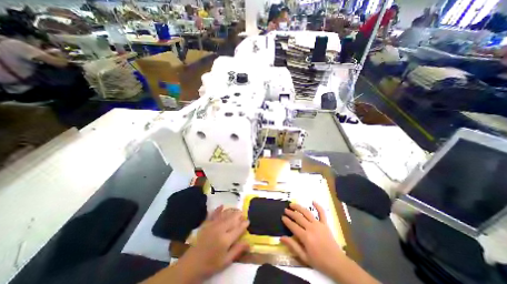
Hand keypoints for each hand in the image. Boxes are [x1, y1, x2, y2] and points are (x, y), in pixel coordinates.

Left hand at [182, 205, 249, 280]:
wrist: (192, 264)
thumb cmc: (211, 264)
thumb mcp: (226, 261)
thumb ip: (238, 250)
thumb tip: (249, 243)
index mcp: (226, 239)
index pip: (238, 229)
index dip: (244, 224)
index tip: (248, 221)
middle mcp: (220, 229)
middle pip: (232, 219)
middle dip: (239, 215)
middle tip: (243, 213)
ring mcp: (213, 225)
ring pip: (225, 215)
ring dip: (232, 211)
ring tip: (236, 209)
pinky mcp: (206, 224)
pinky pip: (213, 214)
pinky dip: (218, 209)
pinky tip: (222, 205)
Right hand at [281, 202, 344, 277]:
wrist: (337, 263)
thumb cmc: (319, 261)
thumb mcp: (304, 257)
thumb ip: (292, 246)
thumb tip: (281, 238)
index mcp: (305, 237)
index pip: (293, 226)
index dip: (287, 221)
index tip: (282, 217)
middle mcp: (311, 228)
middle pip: (298, 217)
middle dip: (291, 212)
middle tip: (285, 210)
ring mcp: (319, 224)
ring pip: (307, 212)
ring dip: (299, 207)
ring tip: (292, 204)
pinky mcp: (325, 224)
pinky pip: (322, 213)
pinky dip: (318, 206)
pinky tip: (313, 201)